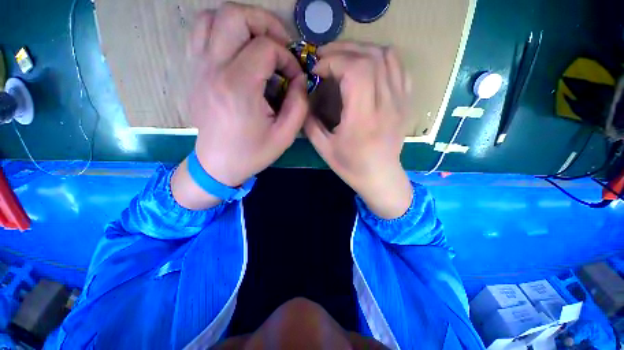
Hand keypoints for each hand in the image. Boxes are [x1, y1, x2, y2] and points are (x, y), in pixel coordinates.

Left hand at [172, 3, 307, 209]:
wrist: (217, 165)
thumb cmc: (252, 153)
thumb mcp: (285, 136)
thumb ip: (299, 104)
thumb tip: (300, 79)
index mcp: (239, 87)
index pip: (266, 47)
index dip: (287, 58)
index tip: (294, 78)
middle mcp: (214, 69)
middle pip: (235, 15)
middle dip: (265, 23)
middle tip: (281, 46)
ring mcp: (198, 68)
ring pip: (213, 17)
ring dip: (242, 23)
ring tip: (260, 44)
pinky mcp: (193, 72)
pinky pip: (201, 33)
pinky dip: (222, 31)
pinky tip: (238, 51)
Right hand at [304, 42, 412, 218]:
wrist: (381, 177)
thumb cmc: (352, 167)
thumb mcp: (324, 149)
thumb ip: (310, 122)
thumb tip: (304, 98)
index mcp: (364, 118)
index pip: (355, 70)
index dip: (333, 61)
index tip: (317, 70)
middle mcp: (386, 105)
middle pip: (370, 57)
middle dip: (343, 50)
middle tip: (326, 57)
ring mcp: (400, 101)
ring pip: (387, 56)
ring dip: (362, 50)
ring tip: (344, 58)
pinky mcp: (406, 102)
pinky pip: (399, 68)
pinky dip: (381, 59)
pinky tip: (367, 67)